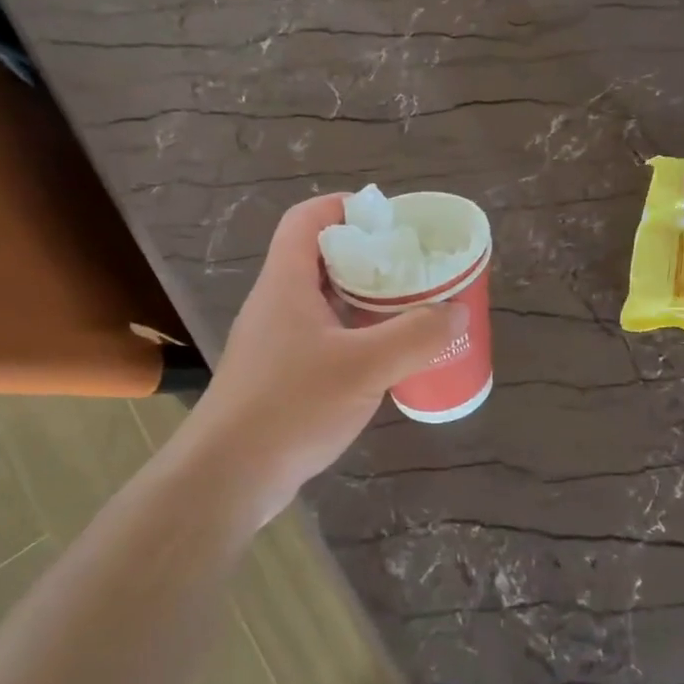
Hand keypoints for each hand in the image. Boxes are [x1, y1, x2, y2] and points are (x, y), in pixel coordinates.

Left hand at [180, 194, 466, 518]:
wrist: (227, 477)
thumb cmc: (290, 406)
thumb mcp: (364, 367)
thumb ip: (416, 336)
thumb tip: (457, 311)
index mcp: (287, 283)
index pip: (307, 219)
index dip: (346, 206)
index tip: (390, 220)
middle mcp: (277, 303)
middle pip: (321, 258)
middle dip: (369, 256)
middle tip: (414, 266)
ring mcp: (276, 341)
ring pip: (325, 301)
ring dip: (365, 300)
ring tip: (411, 308)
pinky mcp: (280, 375)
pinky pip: (324, 338)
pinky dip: (356, 336)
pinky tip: (386, 358)